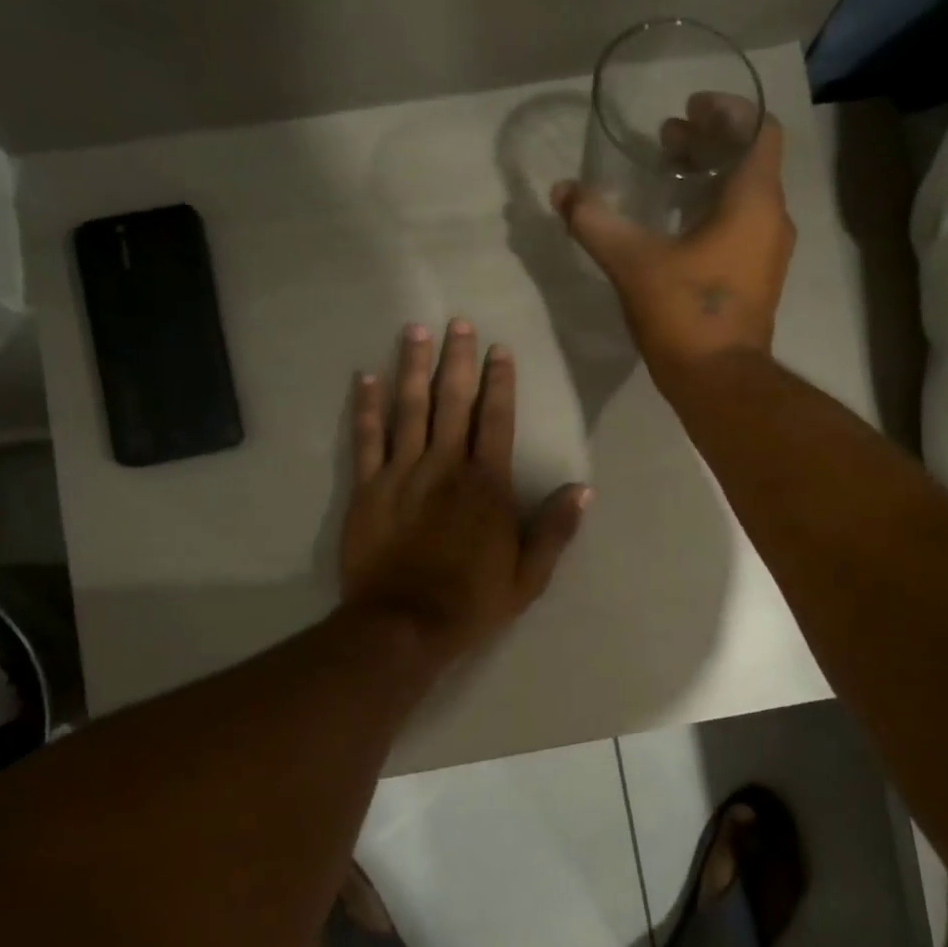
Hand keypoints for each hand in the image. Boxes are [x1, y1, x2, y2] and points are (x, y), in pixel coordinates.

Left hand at [340, 321, 590, 661]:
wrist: (404, 624)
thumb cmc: (472, 601)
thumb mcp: (529, 576)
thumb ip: (555, 530)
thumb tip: (583, 489)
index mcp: (487, 484)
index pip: (497, 419)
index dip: (499, 382)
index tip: (499, 349)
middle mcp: (446, 466)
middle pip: (452, 401)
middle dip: (456, 359)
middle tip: (457, 321)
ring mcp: (403, 472)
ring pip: (409, 408)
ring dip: (412, 367)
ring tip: (414, 330)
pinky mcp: (368, 487)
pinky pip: (366, 438)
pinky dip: (365, 407)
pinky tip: (364, 377)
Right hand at [551, 94, 795, 379]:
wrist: (719, 384)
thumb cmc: (685, 315)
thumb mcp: (632, 263)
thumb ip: (595, 222)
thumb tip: (562, 191)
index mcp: (754, 202)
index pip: (760, 130)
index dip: (728, 111)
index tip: (690, 108)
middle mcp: (772, 221)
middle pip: (750, 162)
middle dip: (708, 144)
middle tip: (666, 141)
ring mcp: (768, 255)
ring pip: (746, 197)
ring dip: (710, 180)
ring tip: (667, 178)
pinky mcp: (757, 282)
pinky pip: (742, 229)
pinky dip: (715, 213)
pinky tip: (677, 229)